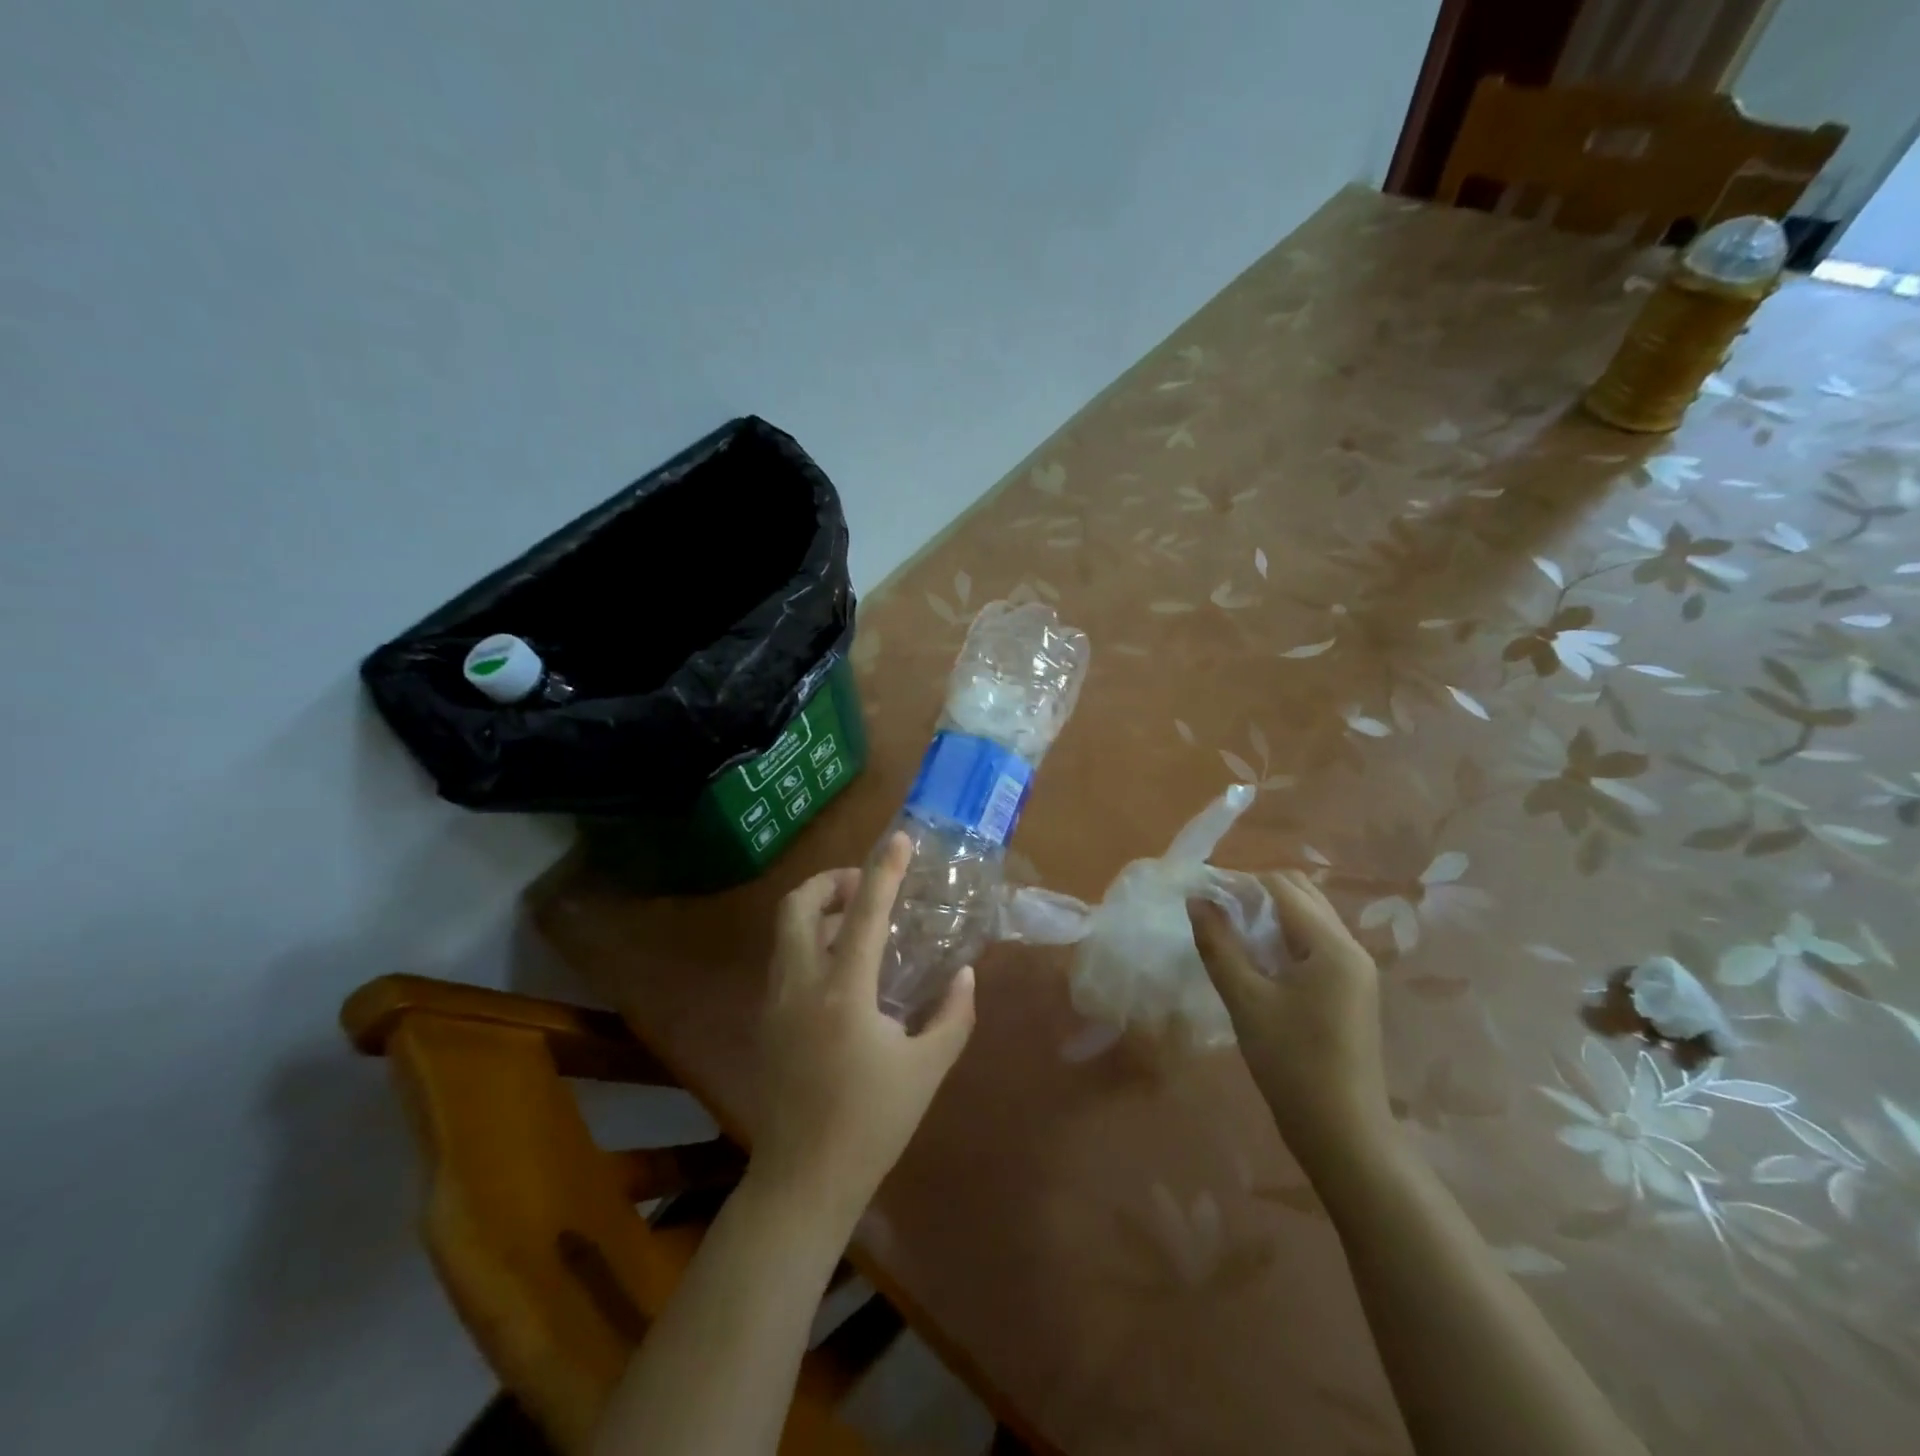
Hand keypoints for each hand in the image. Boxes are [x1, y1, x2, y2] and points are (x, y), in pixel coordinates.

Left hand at [751, 832, 976, 1222]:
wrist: (803, 1180)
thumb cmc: (872, 1124)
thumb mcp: (927, 1070)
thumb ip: (953, 1015)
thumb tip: (965, 974)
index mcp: (843, 993)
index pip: (863, 913)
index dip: (884, 871)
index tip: (899, 840)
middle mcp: (800, 985)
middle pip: (797, 905)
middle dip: (830, 881)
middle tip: (864, 888)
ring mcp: (775, 1002)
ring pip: (784, 930)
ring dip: (817, 910)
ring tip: (855, 923)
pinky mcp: (766, 1021)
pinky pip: (783, 959)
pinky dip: (807, 941)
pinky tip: (840, 969)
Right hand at [1189, 871, 1392, 1170]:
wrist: (1343, 1134)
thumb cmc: (1291, 1063)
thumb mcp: (1245, 1000)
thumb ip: (1218, 945)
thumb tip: (1197, 900)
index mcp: (1331, 946)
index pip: (1282, 888)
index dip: (1240, 883)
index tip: (1203, 894)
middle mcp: (1351, 948)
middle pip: (1302, 895)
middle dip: (1257, 893)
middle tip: (1216, 912)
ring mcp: (1355, 970)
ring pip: (1310, 919)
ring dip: (1271, 915)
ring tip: (1231, 932)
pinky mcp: (1351, 991)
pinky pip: (1316, 944)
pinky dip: (1285, 938)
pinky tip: (1257, 959)